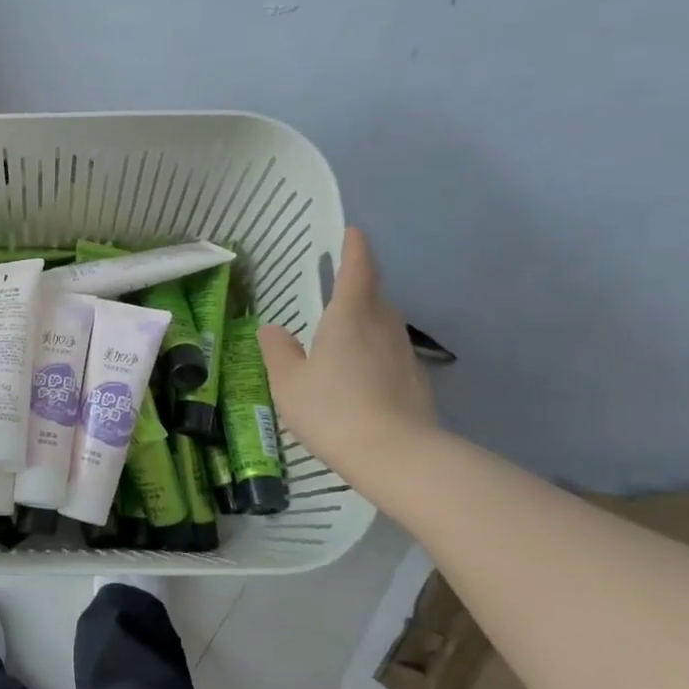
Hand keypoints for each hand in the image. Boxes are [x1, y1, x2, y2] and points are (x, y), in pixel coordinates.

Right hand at [259, 227, 436, 474]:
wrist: (397, 457)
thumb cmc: (333, 410)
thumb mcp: (289, 383)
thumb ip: (278, 352)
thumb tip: (272, 329)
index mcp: (349, 318)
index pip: (357, 271)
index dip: (355, 249)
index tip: (354, 231)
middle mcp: (382, 328)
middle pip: (375, 296)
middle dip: (360, 286)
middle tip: (340, 287)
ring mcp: (404, 355)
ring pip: (386, 325)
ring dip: (369, 319)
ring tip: (346, 333)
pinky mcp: (416, 382)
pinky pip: (392, 354)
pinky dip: (377, 352)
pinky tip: (362, 374)